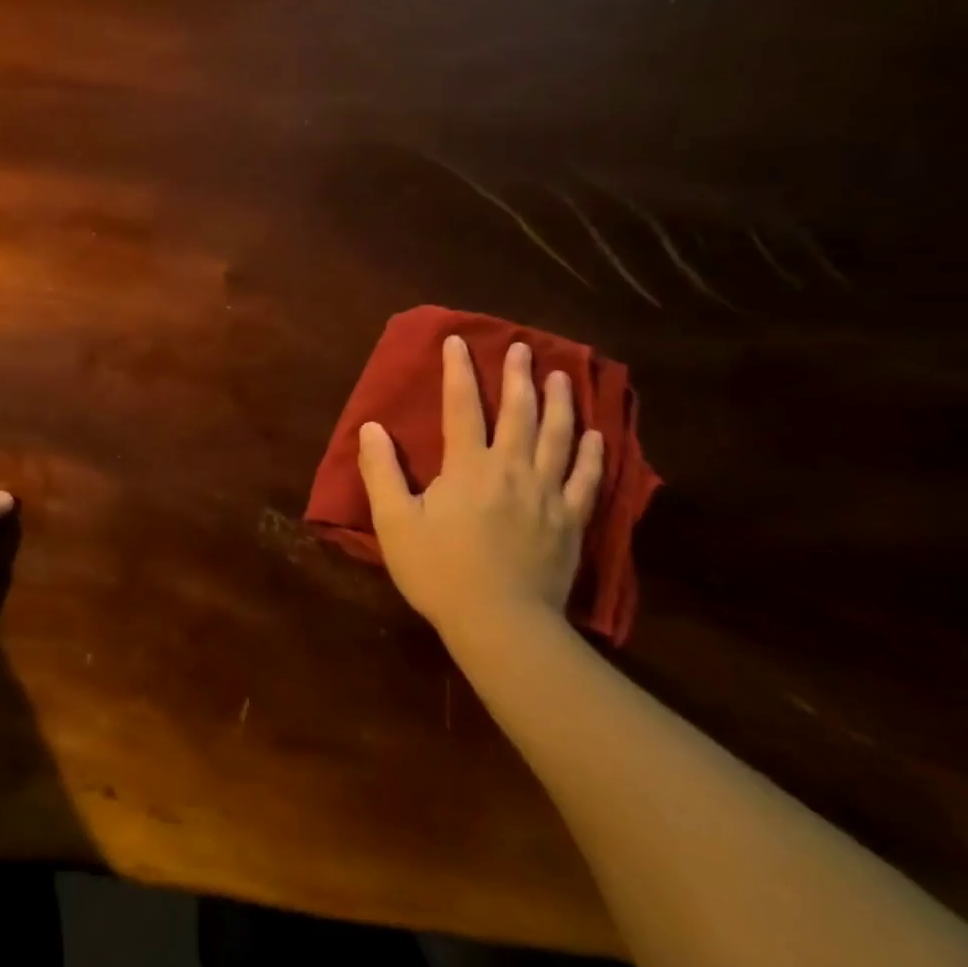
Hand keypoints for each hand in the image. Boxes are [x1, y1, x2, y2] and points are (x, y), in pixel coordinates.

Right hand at [357, 337, 603, 641]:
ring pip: (558, 438)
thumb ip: (381, 471)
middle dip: (518, 376)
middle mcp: (511, 469)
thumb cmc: (440, 572)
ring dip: (560, 403)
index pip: (462, 406)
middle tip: (522, 347)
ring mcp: (547, 495)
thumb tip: (371, 426)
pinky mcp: (571, 522)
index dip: (458, 370)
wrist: (501, 625)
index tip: (458, 341)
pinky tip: (596, 436)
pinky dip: (592, 455)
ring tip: (562, 377)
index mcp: (468, 466)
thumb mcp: (394, 522)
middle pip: (519, 413)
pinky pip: (586, 480)